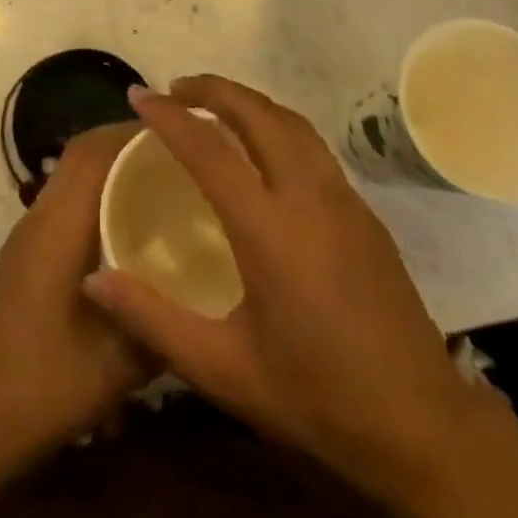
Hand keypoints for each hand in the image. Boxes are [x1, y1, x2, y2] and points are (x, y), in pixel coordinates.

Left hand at [0, 124, 152, 482]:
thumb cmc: (46, 386)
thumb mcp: (119, 362)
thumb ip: (162, 318)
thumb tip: (205, 285)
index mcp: (56, 229)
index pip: (90, 154)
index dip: (131, 133)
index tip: (179, 130)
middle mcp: (37, 219)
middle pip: (78, 155)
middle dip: (124, 141)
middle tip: (179, 150)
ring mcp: (26, 236)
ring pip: (69, 176)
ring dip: (109, 165)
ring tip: (162, 177)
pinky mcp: (25, 254)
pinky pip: (64, 201)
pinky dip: (97, 192)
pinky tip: (130, 223)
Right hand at [83, 78, 471, 495]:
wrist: (424, 428)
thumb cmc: (316, 398)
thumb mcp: (222, 369)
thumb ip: (152, 319)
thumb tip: (92, 279)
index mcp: (269, 229)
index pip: (209, 148)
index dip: (168, 115)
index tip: (137, 95)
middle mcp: (308, 197)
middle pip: (258, 114)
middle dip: (212, 89)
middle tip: (173, 89)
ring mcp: (344, 200)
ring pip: (291, 122)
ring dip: (248, 102)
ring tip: (212, 108)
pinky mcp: (365, 213)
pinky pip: (312, 146)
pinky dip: (276, 126)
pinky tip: (262, 152)